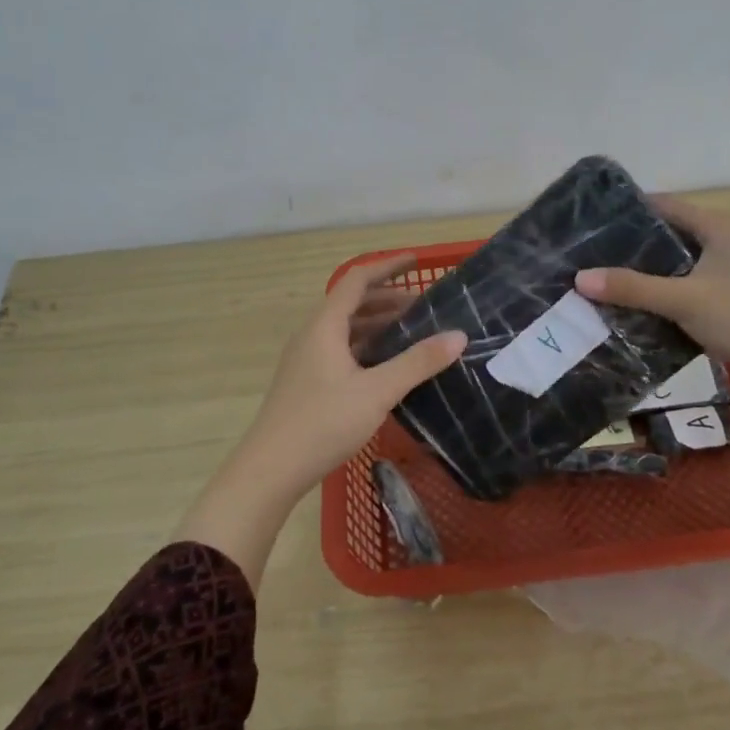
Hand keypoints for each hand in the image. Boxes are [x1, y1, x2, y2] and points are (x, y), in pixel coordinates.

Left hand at [239, 253, 465, 500]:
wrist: (271, 469)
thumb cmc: (323, 423)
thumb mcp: (377, 391)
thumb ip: (418, 362)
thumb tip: (458, 336)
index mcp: (325, 326)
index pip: (357, 280)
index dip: (387, 267)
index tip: (417, 261)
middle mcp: (312, 335)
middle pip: (352, 304)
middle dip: (389, 299)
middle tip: (427, 308)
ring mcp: (307, 360)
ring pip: (347, 330)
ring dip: (379, 325)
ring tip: (414, 334)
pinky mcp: (307, 382)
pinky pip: (342, 350)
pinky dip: (368, 347)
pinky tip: (388, 366)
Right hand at [575, 196, 729, 469]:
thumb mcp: (683, 301)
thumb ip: (632, 289)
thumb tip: (580, 278)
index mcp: (718, 226)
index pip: (664, 205)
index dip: (628, 212)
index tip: (592, 226)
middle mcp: (727, 239)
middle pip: (671, 234)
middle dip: (633, 246)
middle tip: (593, 257)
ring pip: (681, 262)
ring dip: (650, 272)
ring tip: (609, 281)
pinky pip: (692, 283)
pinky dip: (668, 291)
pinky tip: (643, 307)